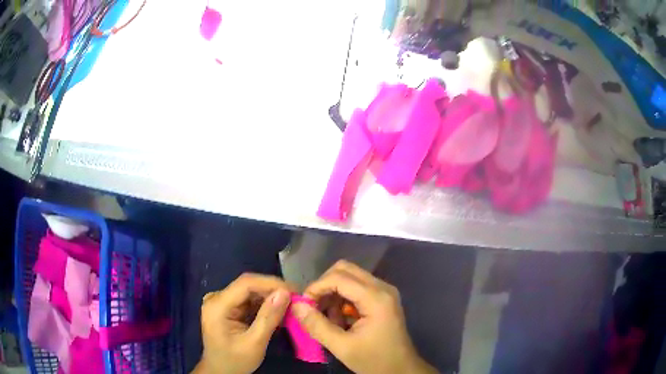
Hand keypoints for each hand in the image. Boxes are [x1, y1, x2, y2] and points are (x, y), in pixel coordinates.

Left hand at [193, 273, 290, 373]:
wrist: (220, 371)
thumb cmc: (235, 361)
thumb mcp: (255, 343)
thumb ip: (269, 318)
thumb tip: (285, 292)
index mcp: (217, 305)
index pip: (246, 284)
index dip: (271, 283)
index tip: (295, 291)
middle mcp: (216, 298)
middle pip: (248, 286)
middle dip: (273, 291)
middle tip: (297, 299)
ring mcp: (221, 302)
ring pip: (250, 292)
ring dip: (270, 297)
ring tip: (291, 305)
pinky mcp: (227, 307)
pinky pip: (248, 300)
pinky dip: (264, 305)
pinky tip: (277, 311)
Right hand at [292, 261, 436, 373]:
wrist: (401, 369)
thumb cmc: (374, 360)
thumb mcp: (342, 347)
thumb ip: (317, 325)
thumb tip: (295, 305)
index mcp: (376, 298)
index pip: (339, 277)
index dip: (316, 287)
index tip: (303, 305)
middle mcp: (382, 287)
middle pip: (345, 270)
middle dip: (324, 286)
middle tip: (314, 308)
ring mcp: (384, 291)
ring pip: (350, 277)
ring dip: (333, 293)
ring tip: (328, 318)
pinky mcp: (383, 298)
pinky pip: (357, 288)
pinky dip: (343, 299)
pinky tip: (340, 319)